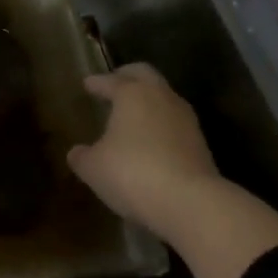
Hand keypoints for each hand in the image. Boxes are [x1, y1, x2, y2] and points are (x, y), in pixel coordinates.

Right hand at [69, 62, 277, 277]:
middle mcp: (161, 97)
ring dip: (148, 101)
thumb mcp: (94, 168)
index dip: (97, 83)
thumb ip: (83, 156)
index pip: (111, 81)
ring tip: (133, 114)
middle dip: (128, 76)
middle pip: (145, 75)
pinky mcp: (200, 143)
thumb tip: (77, 153)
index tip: (87, 83)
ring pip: (164, 98)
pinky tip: (151, 140)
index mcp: (132, 94)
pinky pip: (174, 123)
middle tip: (114, 83)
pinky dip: (161, 125)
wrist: (190, 202)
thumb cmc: (132, 173)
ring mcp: (185, 119)